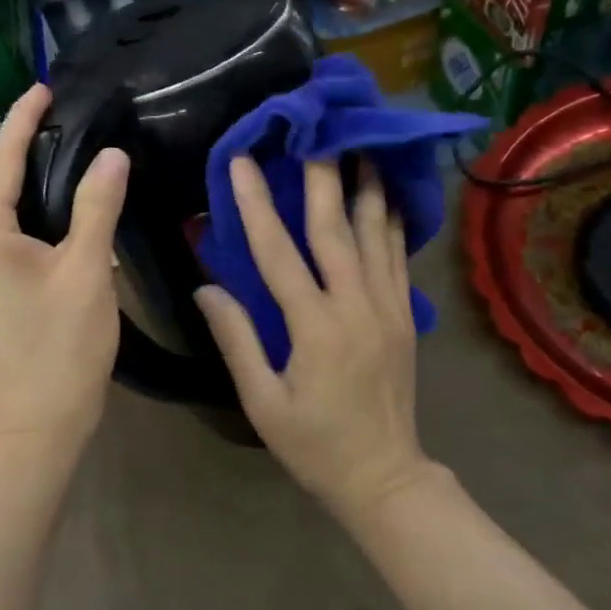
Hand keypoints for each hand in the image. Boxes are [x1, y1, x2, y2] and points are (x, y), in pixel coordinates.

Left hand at [0, 84, 129, 451]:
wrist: (38, 427)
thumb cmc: (61, 346)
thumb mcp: (86, 270)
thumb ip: (97, 206)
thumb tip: (111, 154)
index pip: (2, 162)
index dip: (23, 121)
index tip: (43, 88)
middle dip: (28, 148)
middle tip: (66, 115)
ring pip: (4, 213)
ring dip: (32, 183)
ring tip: (69, 150)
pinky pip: (8, 237)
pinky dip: (34, 215)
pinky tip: (62, 208)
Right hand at [195, 158, 432, 521]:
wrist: (386, 477)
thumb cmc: (314, 444)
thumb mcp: (263, 402)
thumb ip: (237, 340)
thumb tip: (205, 289)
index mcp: (314, 329)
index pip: (278, 254)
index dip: (256, 205)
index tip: (242, 163)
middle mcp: (355, 307)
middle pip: (336, 230)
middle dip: (322, 177)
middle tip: (314, 132)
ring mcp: (387, 308)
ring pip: (376, 235)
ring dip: (366, 187)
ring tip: (361, 145)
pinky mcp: (404, 316)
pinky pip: (398, 257)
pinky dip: (393, 221)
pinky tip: (389, 195)